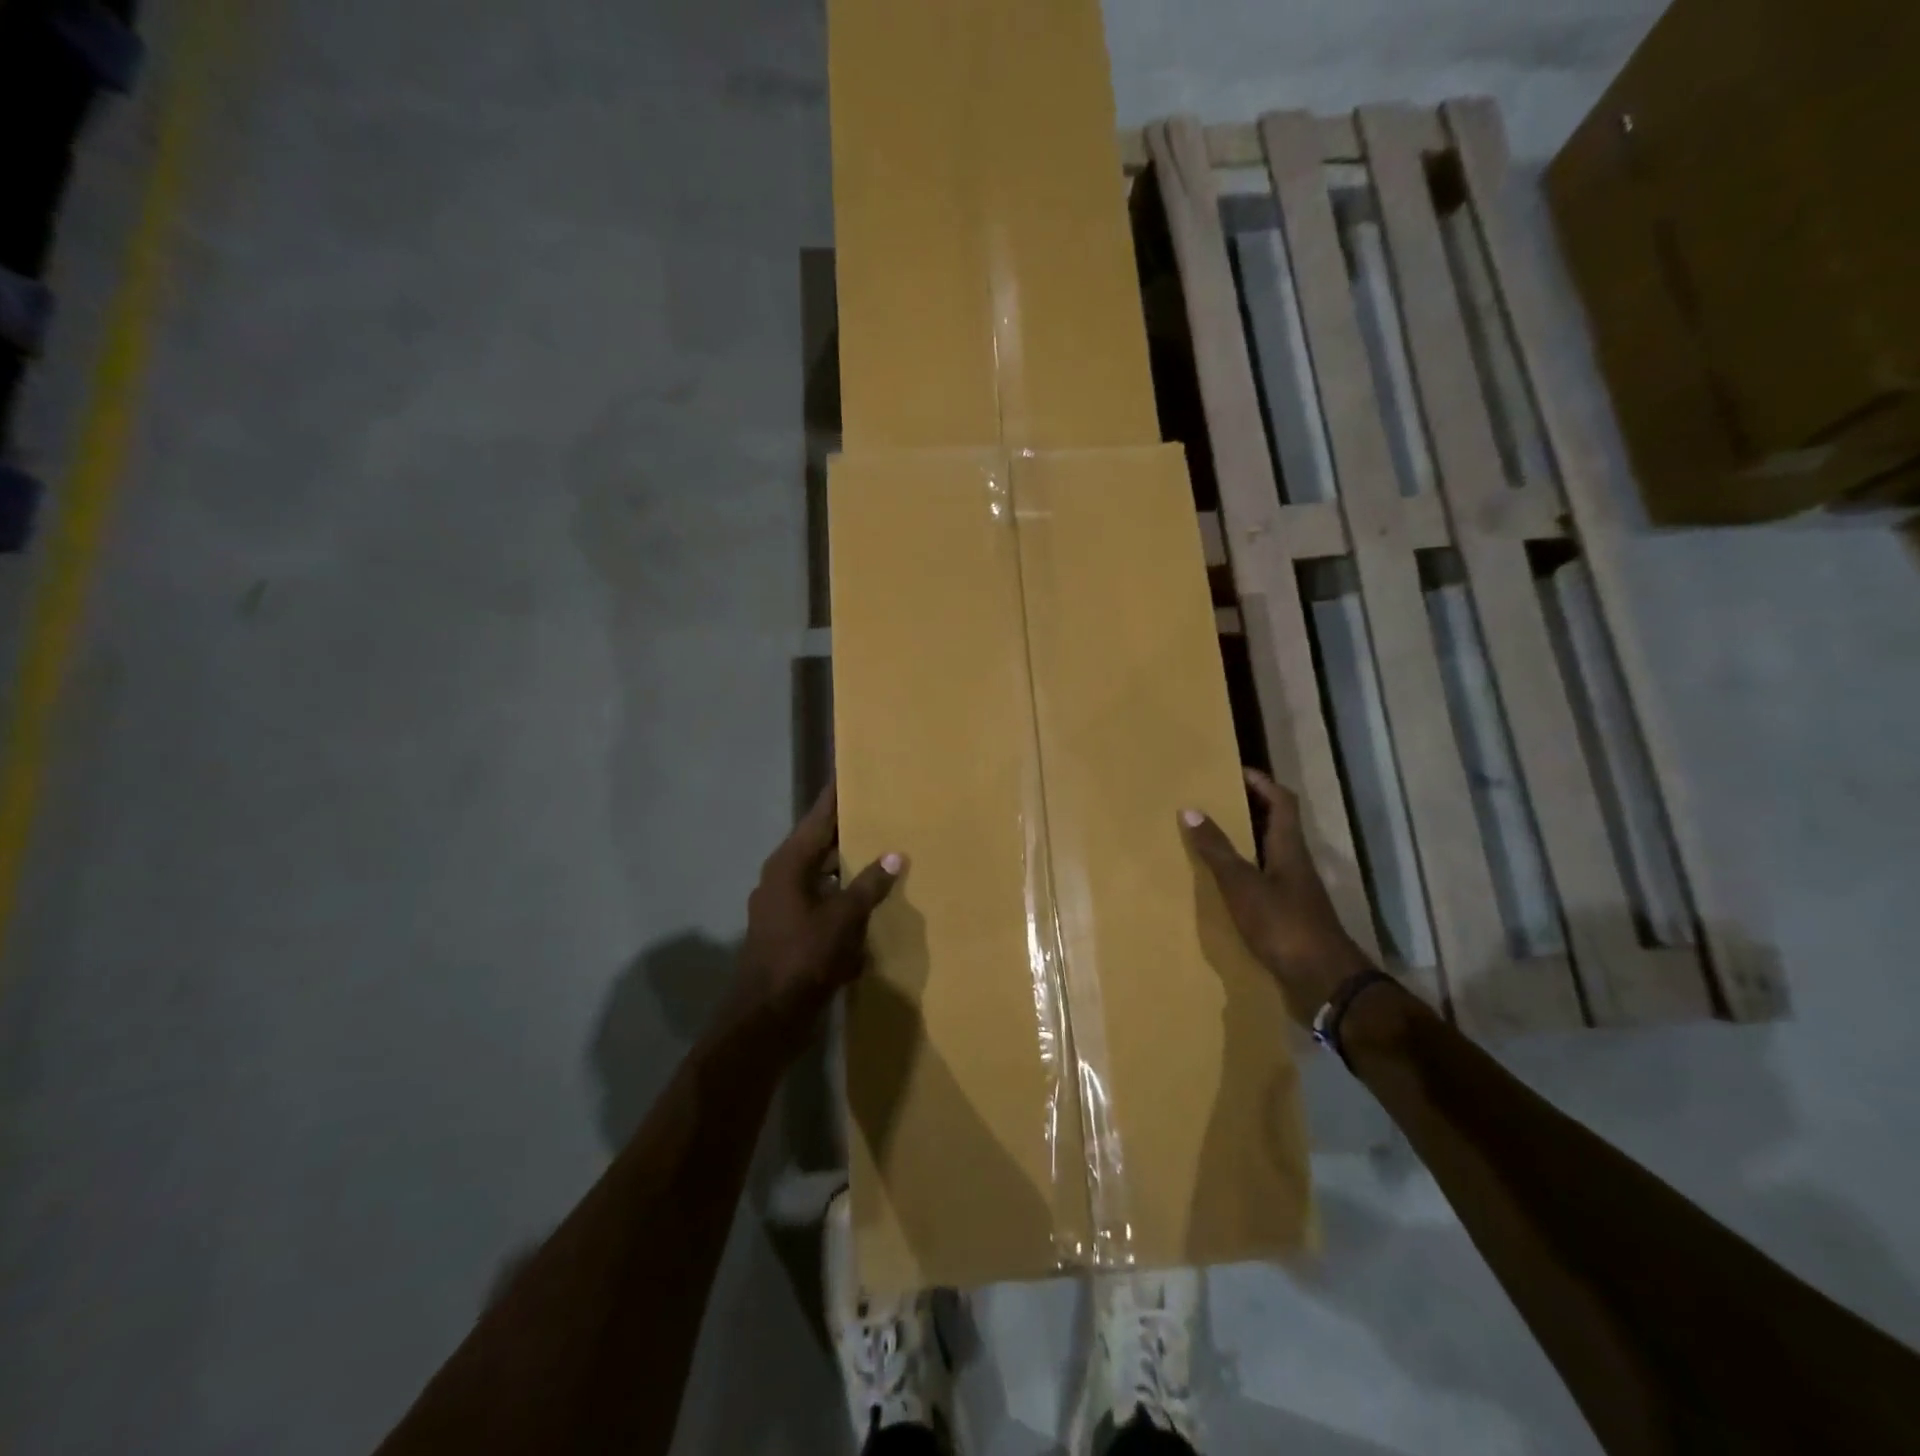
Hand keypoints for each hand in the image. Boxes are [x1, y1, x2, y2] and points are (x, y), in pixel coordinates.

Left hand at [734, 784, 902, 1040]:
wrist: (767, 1019)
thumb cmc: (802, 958)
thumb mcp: (842, 918)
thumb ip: (869, 884)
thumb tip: (894, 854)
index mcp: (789, 865)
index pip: (819, 818)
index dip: (837, 795)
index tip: (853, 771)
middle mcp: (783, 879)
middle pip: (821, 845)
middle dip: (850, 831)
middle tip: (884, 811)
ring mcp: (785, 908)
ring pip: (823, 877)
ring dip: (850, 869)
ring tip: (886, 852)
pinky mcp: (792, 933)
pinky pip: (824, 905)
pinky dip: (845, 901)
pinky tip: (872, 903)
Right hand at [1181, 769, 1371, 1027]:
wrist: (1324, 982)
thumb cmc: (1283, 925)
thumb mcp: (1243, 884)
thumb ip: (1217, 849)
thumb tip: (1191, 809)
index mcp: (1289, 848)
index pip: (1281, 801)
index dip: (1261, 782)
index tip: (1234, 771)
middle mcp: (1295, 864)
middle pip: (1275, 825)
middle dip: (1248, 808)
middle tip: (1214, 801)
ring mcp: (1295, 891)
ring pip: (1269, 853)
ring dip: (1245, 841)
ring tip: (1211, 838)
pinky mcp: (1289, 916)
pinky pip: (1264, 881)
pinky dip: (1244, 873)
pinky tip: (1222, 884)